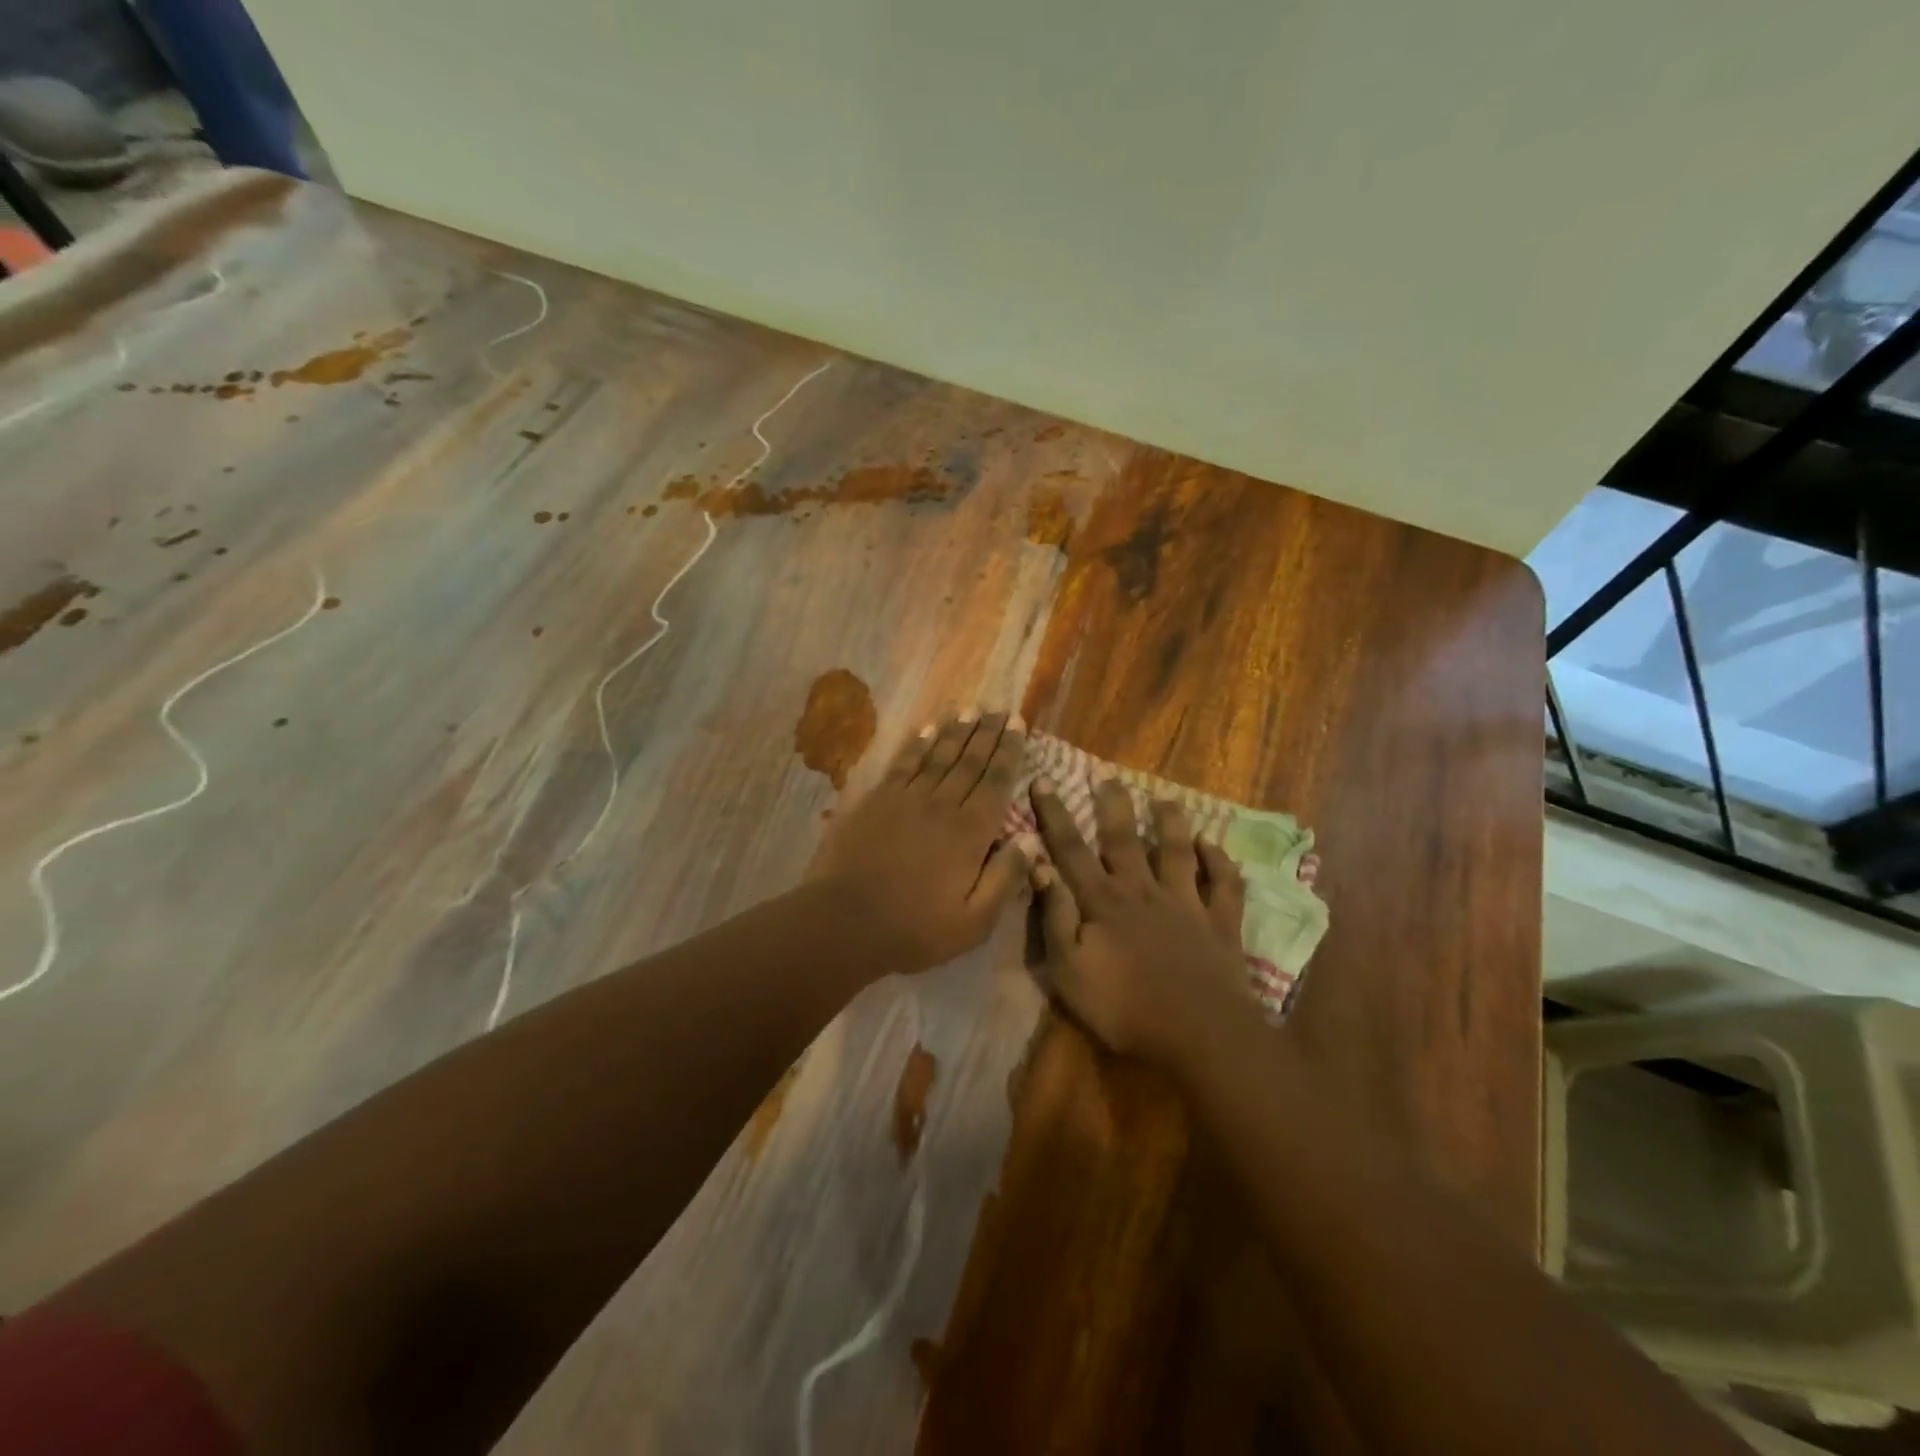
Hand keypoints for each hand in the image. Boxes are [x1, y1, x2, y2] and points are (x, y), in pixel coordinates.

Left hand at [810, 712, 1034, 971]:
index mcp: (970, 832)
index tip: (1018, 725)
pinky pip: (904, 764)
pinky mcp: (876, 800)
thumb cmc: (915, 928)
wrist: (844, 921)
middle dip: (988, 733)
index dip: (1009, 751)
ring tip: (970, 710)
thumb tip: (1031, 839)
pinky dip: (918, 744)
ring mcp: (906, 799)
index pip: (996, 781)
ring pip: (938, 756)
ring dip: (956, 731)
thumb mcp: (974, 921)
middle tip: (999, 710)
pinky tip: (927, 729)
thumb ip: (1005, 877)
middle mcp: (942, 805)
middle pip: (970, 761)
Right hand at [1028, 775, 1250, 1068]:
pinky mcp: (1220, 924)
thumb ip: (1054, 916)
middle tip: (1108, 777)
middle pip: (1124, 840)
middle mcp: (1143, 891)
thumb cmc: (1124, 1007)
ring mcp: (1186, 905)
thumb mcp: (1069, 970)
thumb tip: (1039, 865)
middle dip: (1113, 807)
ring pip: (1177, 852)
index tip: (1043, 781)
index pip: (1071, 850)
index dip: (1055, 815)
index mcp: (1103, 902)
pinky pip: (1224, 885)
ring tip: (1166, 799)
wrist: (1199, 1034)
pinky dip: (1220, 862)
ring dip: (1171, 824)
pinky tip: (1214, 846)